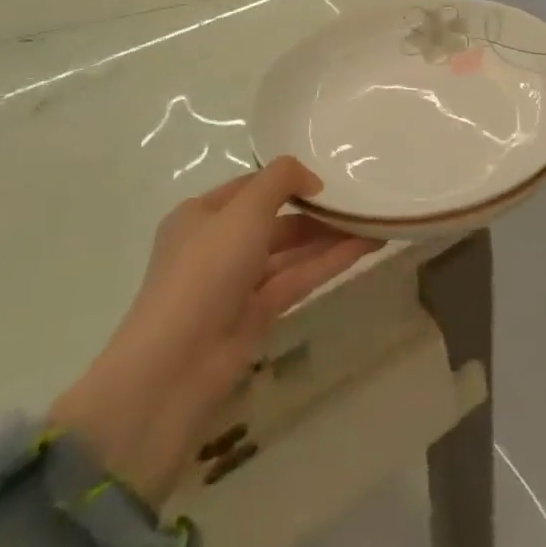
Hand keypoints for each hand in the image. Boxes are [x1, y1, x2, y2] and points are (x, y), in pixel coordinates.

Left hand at [49, 159, 378, 506]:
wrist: (174, 370)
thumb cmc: (205, 271)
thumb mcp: (244, 209)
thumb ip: (281, 179)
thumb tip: (311, 179)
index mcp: (199, 216)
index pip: (250, 186)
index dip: (286, 179)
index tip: (327, 176)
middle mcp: (215, 246)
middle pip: (273, 220)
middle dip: (314, 209)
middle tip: (358, 199)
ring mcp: (235, 284)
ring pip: (289, 252)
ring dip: (328, 236)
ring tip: (371, 220)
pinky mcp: (255, 317)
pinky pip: (297, 279)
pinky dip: (328, 263)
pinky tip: (364, 247)